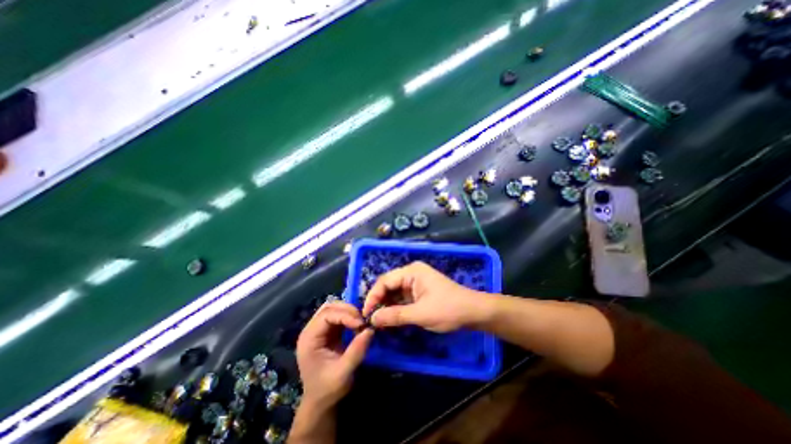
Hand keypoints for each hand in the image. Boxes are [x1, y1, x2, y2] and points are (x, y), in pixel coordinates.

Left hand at [297, 299, 374, 410]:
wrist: (321, 402)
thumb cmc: (328, 390)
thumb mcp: (343, 373)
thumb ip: (356, 351)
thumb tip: (370, 330)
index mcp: (309, 339)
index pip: (326, 315)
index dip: (345, 315)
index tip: (361, 324)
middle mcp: (311, 330)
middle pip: (329, 307)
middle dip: (348, 310)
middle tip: (362, 320)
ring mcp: (319, 329)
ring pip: (334, 308)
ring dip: (349, 311)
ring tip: (360, 322)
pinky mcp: (327, 331)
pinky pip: (339, 315)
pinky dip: (349, 316)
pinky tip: (357, 325)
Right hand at [361, 263, 484, 330]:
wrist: (473, 312)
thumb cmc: (448, 309)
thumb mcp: (420, 314)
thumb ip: (394, 315)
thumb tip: (372, 319)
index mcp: (411, 272)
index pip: (385, 281)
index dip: (373, 296)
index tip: (365, 314)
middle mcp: (412, 273)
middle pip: (388, 285)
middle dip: (379, 301)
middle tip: (370, 320)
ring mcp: (416, 282)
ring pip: (394, 293)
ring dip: (386, 306)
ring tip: (378, 321)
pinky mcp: (420, 292)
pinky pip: (402, 298)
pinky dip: (396, 308)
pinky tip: (390, 319)